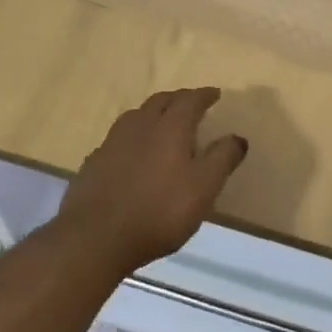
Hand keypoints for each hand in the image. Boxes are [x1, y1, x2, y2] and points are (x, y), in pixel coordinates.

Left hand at [56, 87, 248, 275]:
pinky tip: (132, 153)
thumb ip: (222, 159)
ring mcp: (111, 143)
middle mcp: (139, 126)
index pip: (189, 100)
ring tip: (162, 123)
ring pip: (135, 117)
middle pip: (159, 101)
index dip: (203, 95)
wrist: (97, 237)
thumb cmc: (160, 211)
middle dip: (177, 99)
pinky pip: (117, 140)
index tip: (215, 94)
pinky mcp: (94, 163)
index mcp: (169, 128)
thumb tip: (237, 137)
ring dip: (152, 114)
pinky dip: (131, 138)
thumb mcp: (204, 188)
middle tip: (190, 104)